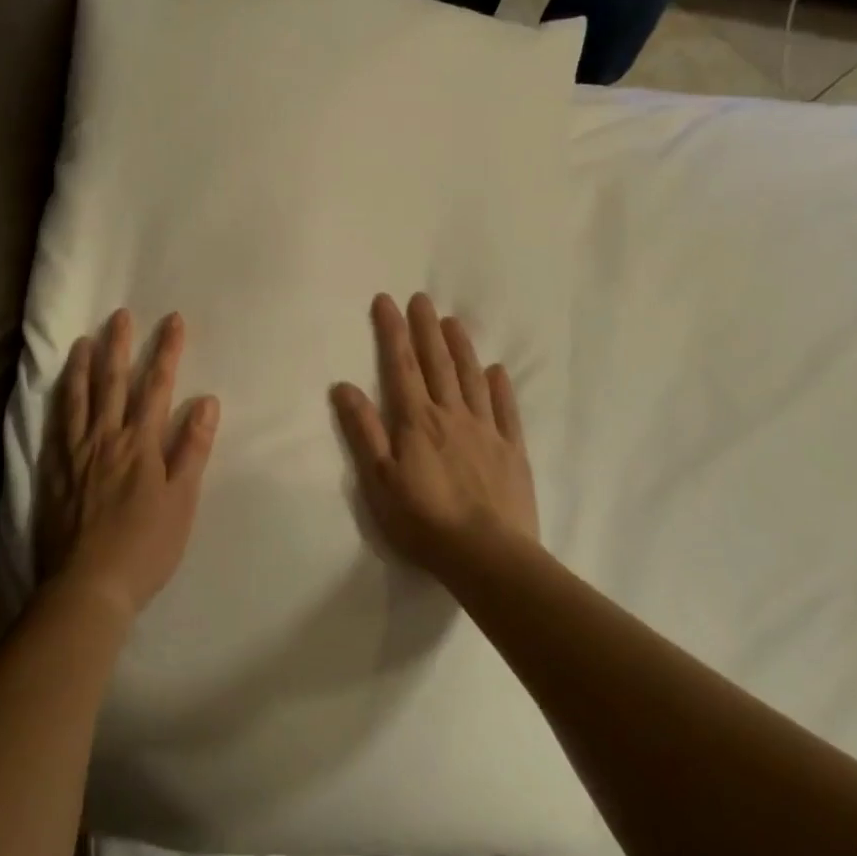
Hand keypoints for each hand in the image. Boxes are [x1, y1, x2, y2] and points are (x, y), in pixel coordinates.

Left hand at [35, 309, 219, 618]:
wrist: (89, 585)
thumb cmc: (145, 546)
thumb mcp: (181, 500)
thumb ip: (192, 448)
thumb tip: (206, 400)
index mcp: (140, 444)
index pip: (157, 387)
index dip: (167, 352)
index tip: (173, 321)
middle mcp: (106, 438)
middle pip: (113, 383)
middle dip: (120, 346)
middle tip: (120, 315)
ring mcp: (76, 453)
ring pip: (79, 398)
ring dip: (83, 366)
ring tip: (84, 341)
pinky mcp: (55, 471)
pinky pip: (57, 425)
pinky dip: (60, 401)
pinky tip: (59, 391)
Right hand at [331, 293, 537, 579]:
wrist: (487, 556)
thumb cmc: (423, 521)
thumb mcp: (379, 480)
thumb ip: (363, 430)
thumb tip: (344, 386)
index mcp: (417, 421)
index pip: (401, 365)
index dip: (393, 331)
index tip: (387, 301)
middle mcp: (452, 415)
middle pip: (438, 363)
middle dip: (426, 328)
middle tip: (422, 299)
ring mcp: (486, 431)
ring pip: (472, 379)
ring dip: (461, 348)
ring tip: (453, 321)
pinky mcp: (512, 451)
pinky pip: (506, 410)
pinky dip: (500, 387)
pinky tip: (497, 371)